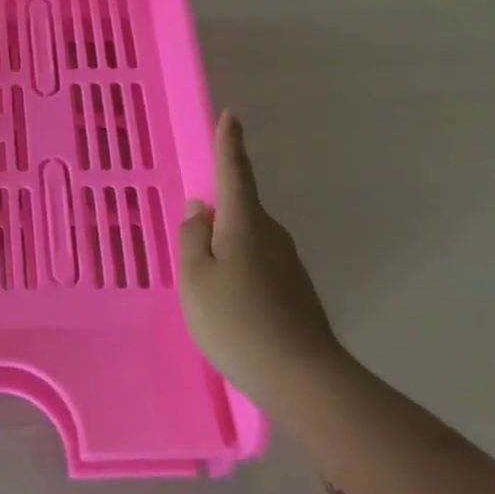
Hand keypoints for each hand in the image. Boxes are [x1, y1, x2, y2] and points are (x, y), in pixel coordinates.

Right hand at [180, 111, 347, 406]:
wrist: (301, 378)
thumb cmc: (236, 320)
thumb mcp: (195, 277)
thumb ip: (192, 237)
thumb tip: (201, 208)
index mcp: (244, 223)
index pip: (234, 172)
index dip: (229, 144)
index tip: (232, 115)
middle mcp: (271, 235)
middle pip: (241, 209)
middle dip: (219, 210)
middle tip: (194, 233)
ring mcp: (288, 264)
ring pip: (249, 240)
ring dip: (228, 246)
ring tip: (206, 280)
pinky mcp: (295, 290)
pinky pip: (259, 264)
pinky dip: (240, 269)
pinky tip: (229, 302)